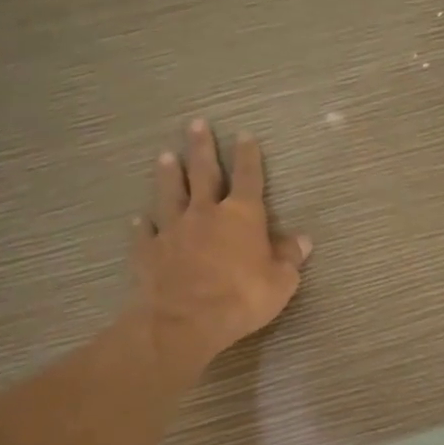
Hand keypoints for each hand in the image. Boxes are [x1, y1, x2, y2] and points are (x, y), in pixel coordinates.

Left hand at [129, 119, 311, 371]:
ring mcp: (173, 229)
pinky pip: (147, 233)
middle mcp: (205, 213)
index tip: (244, 135)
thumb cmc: (241, 299)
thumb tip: (302, 240)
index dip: (248, 156)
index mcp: (242, 216)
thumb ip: (289, 258)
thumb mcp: (280, 282)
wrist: (184, 320)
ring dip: (168, 175)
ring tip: (165, 156)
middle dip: (202, 148)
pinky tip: (141, 220)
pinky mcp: (149, 251)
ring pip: (170, 194)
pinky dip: (144, 225)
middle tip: (196, 124)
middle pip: (203, 173)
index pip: (248, 178)